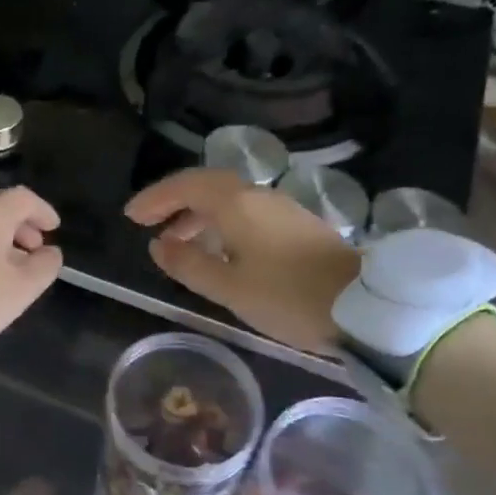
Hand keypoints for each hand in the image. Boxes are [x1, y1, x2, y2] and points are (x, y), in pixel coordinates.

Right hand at [124, 169, 359, 353]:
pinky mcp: (296, 225)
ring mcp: (280, 209)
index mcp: (237, 204)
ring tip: (178, 243)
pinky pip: (246, 212)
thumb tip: (158, 245)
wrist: (364, 308)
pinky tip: (218, 250)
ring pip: (228, 200)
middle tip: (149, 225)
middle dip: (174, 203)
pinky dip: (221, 223)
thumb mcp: (228, 287)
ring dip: (197, 215)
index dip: (155, 198)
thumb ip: (188, 263)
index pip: (185, 186)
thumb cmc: (287, 296)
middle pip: (207, 186)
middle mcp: (258, 196)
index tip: (132, 217)